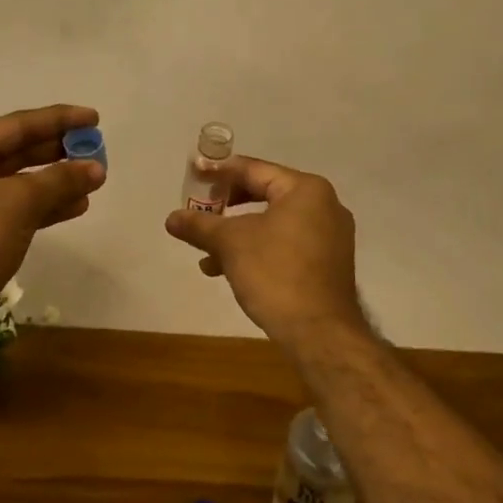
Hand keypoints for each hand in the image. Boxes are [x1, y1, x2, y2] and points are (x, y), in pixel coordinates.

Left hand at [0, 105, 105, 306]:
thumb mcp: (19, 201)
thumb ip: (60, 180)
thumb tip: (96, 168)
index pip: (18, 125)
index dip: (59, 119)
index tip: (93, 118)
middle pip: (20, 151)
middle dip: (60, 151)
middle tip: (96, 148)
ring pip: (23, 182)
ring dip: (58, 180)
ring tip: (94, 179)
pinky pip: (20, 207)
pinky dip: (47, 205)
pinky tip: (77, 206)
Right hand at [165, 156, 366, 342]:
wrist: (319, 332)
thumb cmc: (275, 273)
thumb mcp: (230, 244)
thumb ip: (199, 225)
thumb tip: (171, 218)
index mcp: (306, 190)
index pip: (254, 170)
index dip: (220, 172)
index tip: (194, 173)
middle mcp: (324, 206)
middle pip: (265, 194)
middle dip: (227, 207)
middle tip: (200, 211)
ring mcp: (330, 236)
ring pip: (273, 223)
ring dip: (237, 234)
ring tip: (206, 253)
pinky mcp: (327, 263)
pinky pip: (286, 244)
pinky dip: (258, 250)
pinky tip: (230, 271)